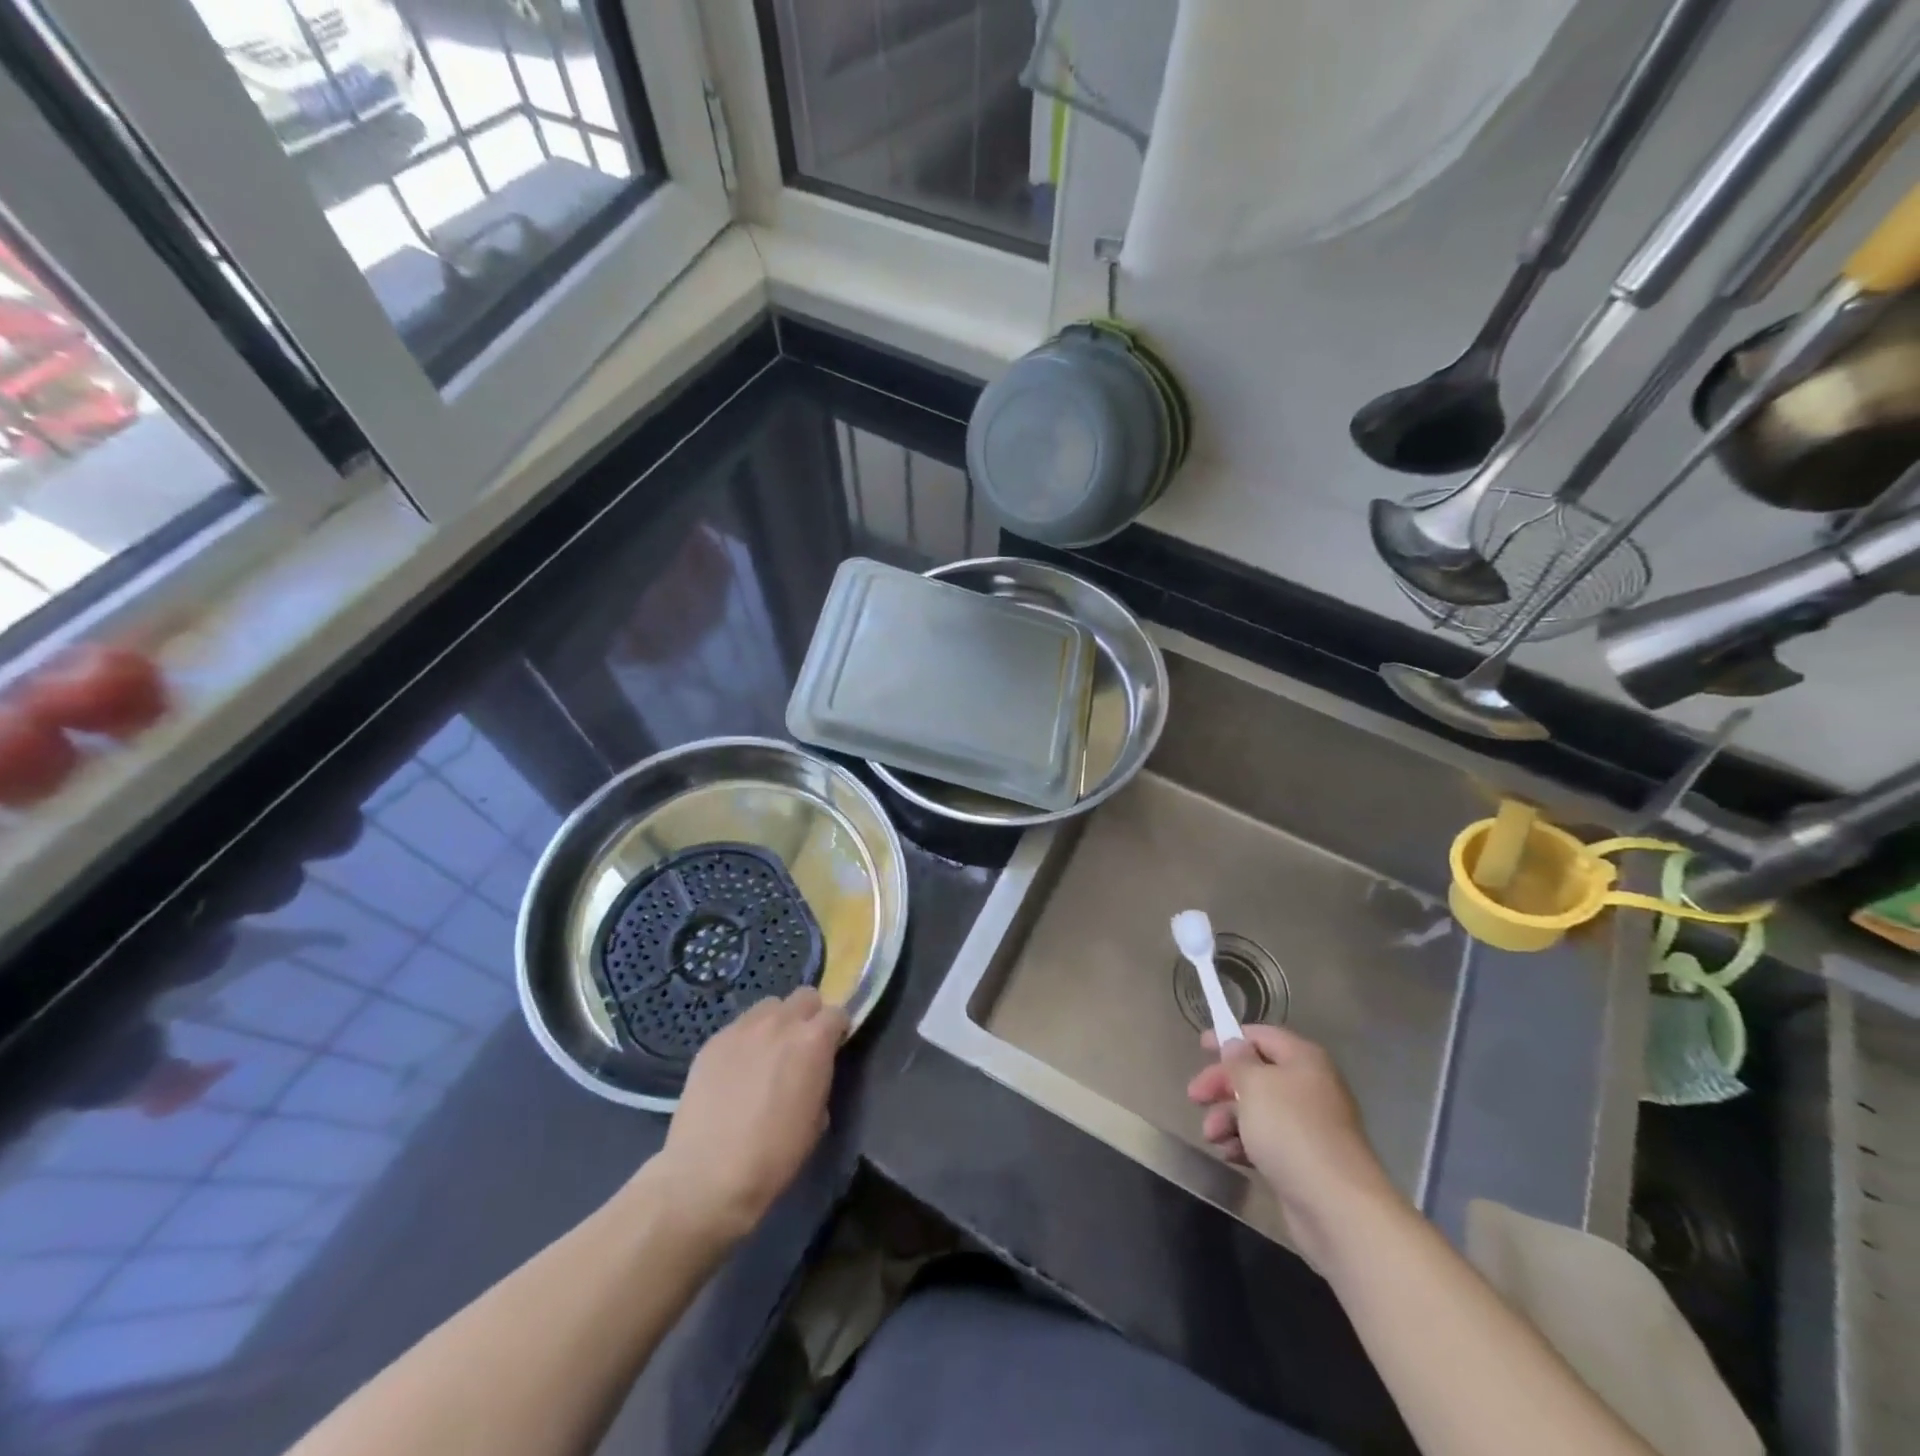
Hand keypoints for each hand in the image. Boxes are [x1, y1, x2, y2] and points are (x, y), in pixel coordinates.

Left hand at [653, 988, 848, 1241]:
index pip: (837, 1012)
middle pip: (804, 996)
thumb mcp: (817, 1119)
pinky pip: (739, 1027)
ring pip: (769, 1006)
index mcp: (813, 1040)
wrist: (707, 1175)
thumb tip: (813, 1070)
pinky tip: (737, 1069)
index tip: (833, 1048)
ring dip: (777, 1022)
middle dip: (810, 1015)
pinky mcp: (713, 1040)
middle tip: (802, 1046)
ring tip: (767, 1052)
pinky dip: (746, 1039)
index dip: (837, 1030)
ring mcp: (742, 1028)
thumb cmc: (774, 1155)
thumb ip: (820, 1078)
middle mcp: (780, 1023)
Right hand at [1187, 1023, 1401, 1270]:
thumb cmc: (1291, 1131)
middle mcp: (1309, 1087)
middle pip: (1256, 1074)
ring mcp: (1308, 1126)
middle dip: (1223, 1085)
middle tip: (1194, 1097)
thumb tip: (1236, 1045)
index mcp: (1303, 1060)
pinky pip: (1266, 1141)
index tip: (1201, 1046)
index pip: (1262, 1036)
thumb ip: (1239, 1060)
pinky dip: (1244, 1143)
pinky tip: (1230, 1154)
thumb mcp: (1255, 1084)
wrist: (1336, 1207)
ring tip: (1211, 1135)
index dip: (1231, 1038)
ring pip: (1257, 1110)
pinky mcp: (1303, 1160)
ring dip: (1228, 1118)